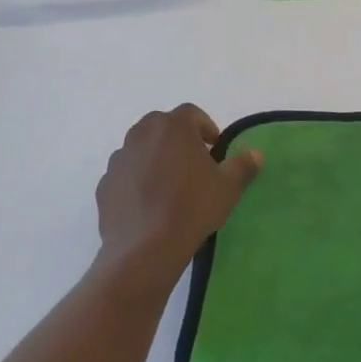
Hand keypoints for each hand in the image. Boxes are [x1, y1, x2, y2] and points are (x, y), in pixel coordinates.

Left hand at [93, 105, 261, 297]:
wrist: (145, 248)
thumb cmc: (192, 207)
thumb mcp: (228, 187)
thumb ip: (243, 165)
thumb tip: (255, 154)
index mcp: (173, 127)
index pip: (191, 113)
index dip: (206, 127)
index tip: (215, 148)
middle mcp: (141, 135)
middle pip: (161, 126)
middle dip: (178, 139)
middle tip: (194, 163)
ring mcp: (119, 159)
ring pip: (141, 148)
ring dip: (156, 158)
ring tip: (170, 185)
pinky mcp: (105, 184)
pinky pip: (126, 174)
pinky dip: (137, 180)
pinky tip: (150, 204)